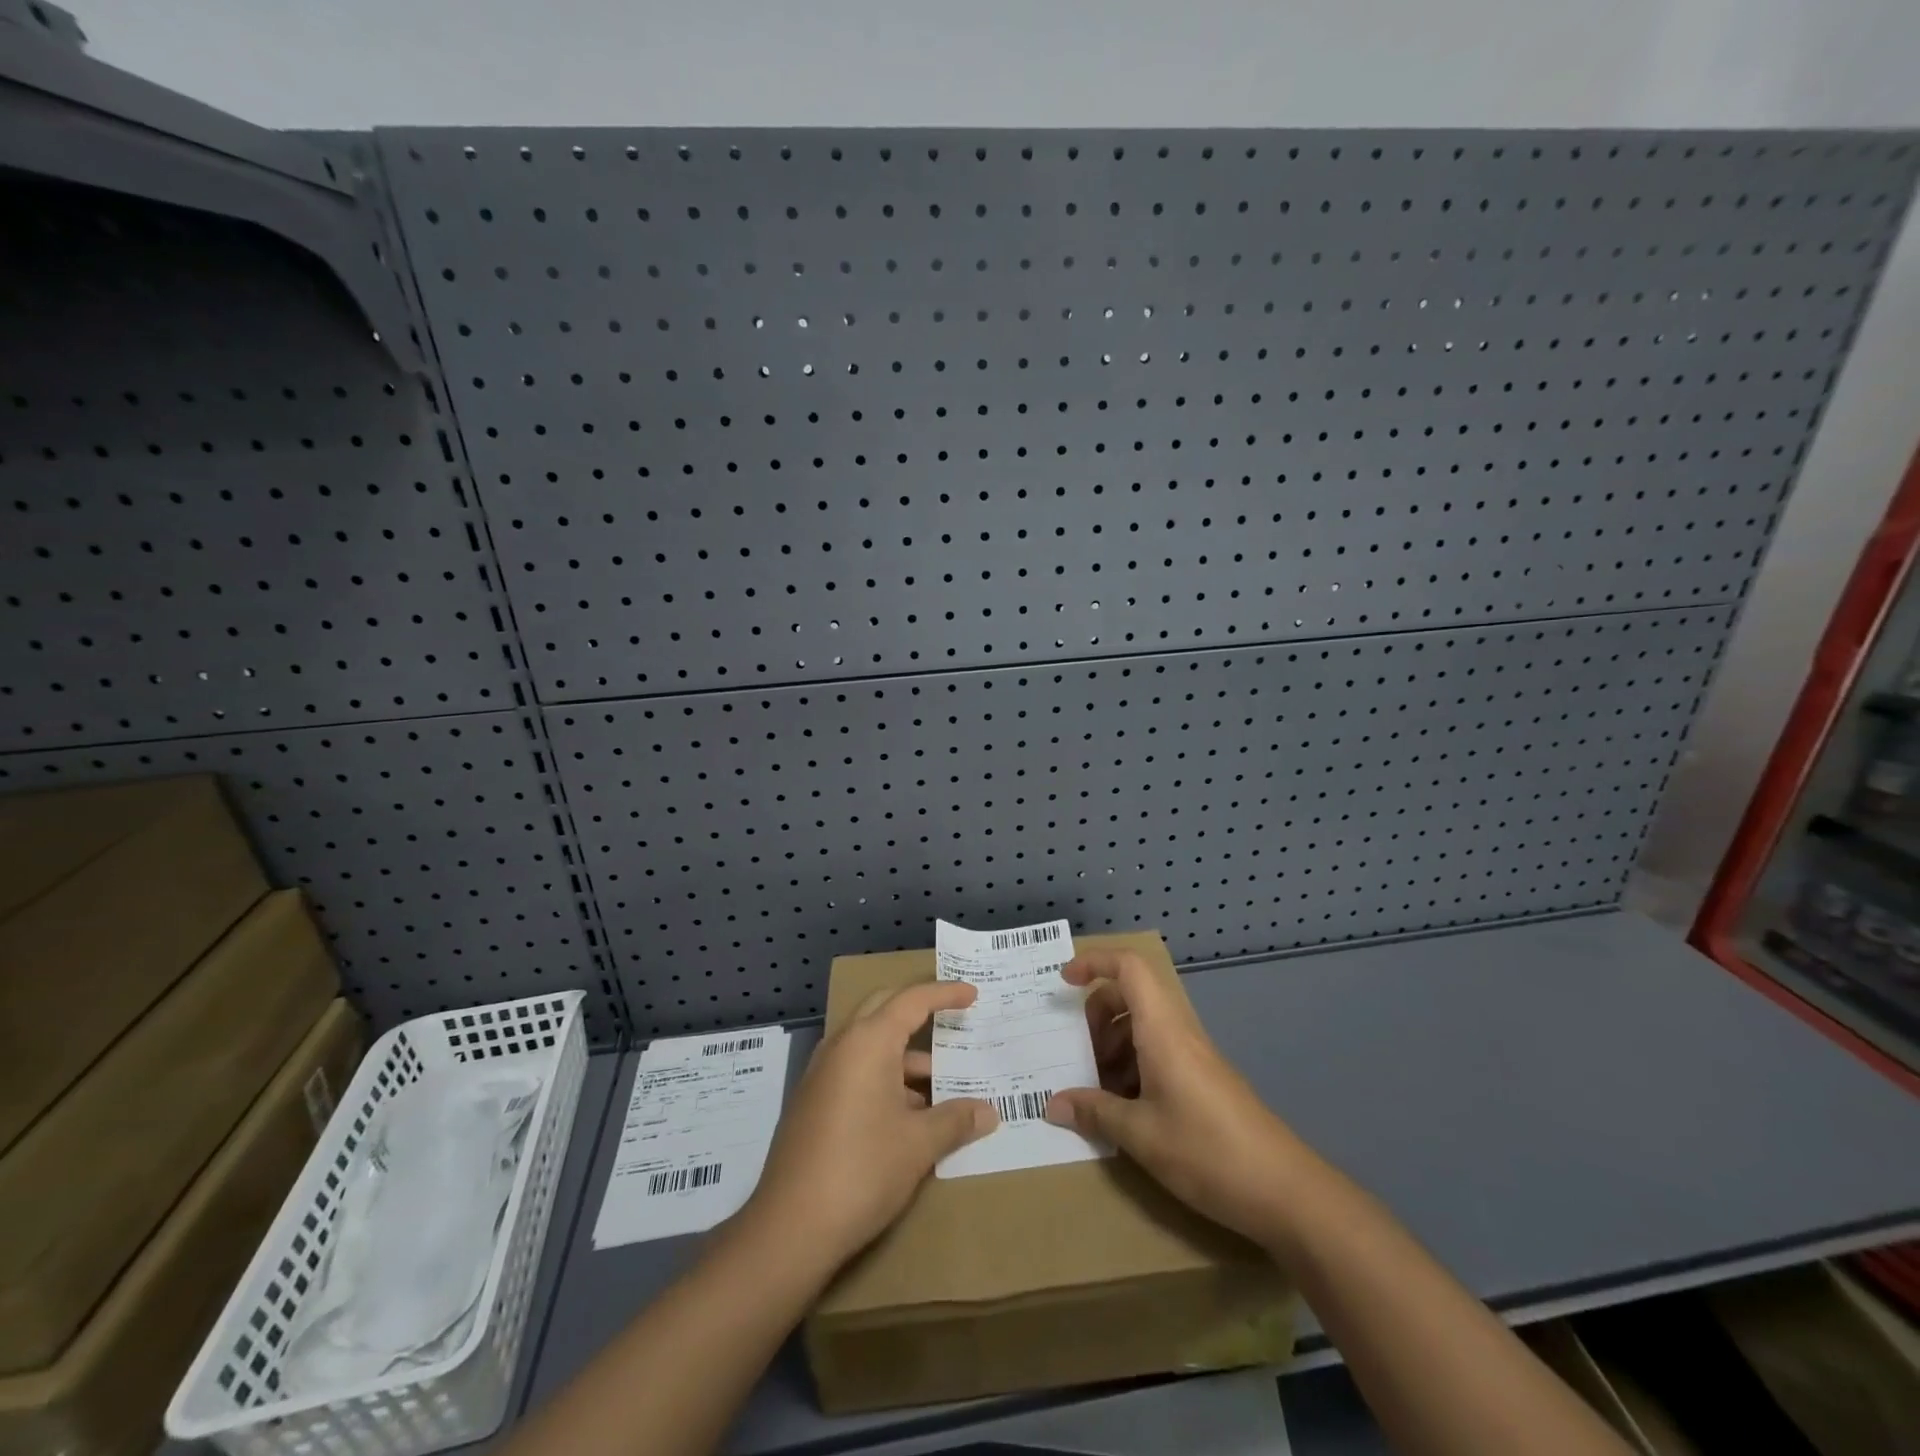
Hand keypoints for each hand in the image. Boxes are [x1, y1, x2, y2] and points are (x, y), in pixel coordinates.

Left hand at [745, 982, 997, 1267]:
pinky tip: (910, 1113)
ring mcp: (822, 1074)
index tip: (972, 993)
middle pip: (885, 1009)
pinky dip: (885, 1077)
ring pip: (871, 1045)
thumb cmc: (862, 1170)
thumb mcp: (918, 1144)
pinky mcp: (813, 1102)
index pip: (912, 1001)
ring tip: (942, 1084)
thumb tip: (988, 1113)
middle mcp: (841, 1046)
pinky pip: (856, 1070)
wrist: (789, 1228)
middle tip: (952, 1018)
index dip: (945, 994)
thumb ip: (956, 1120)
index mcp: (868, 1042)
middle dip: (919, 1010)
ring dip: (905, 1056)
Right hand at [1045, 949, 1306, 1247]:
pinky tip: (1124, 1110)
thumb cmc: (1208, 1152)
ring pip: (1143, 1027)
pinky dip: (1133, 1068)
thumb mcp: (1141, 1136)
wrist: (1287, 1191)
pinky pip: (1158, 1053)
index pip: (1129, 968)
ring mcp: (1194, 1056)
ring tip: (1095, 1090)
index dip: (1094, 962)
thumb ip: (1095, 1113)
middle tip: (1077, 1053)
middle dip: (1097, 1015)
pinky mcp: (1203, 1081)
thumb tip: (1053, 1105)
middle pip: (1131, 996)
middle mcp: (1178, 1032)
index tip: (1063, 981)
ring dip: (1113, 1046)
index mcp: (1162, 1030)